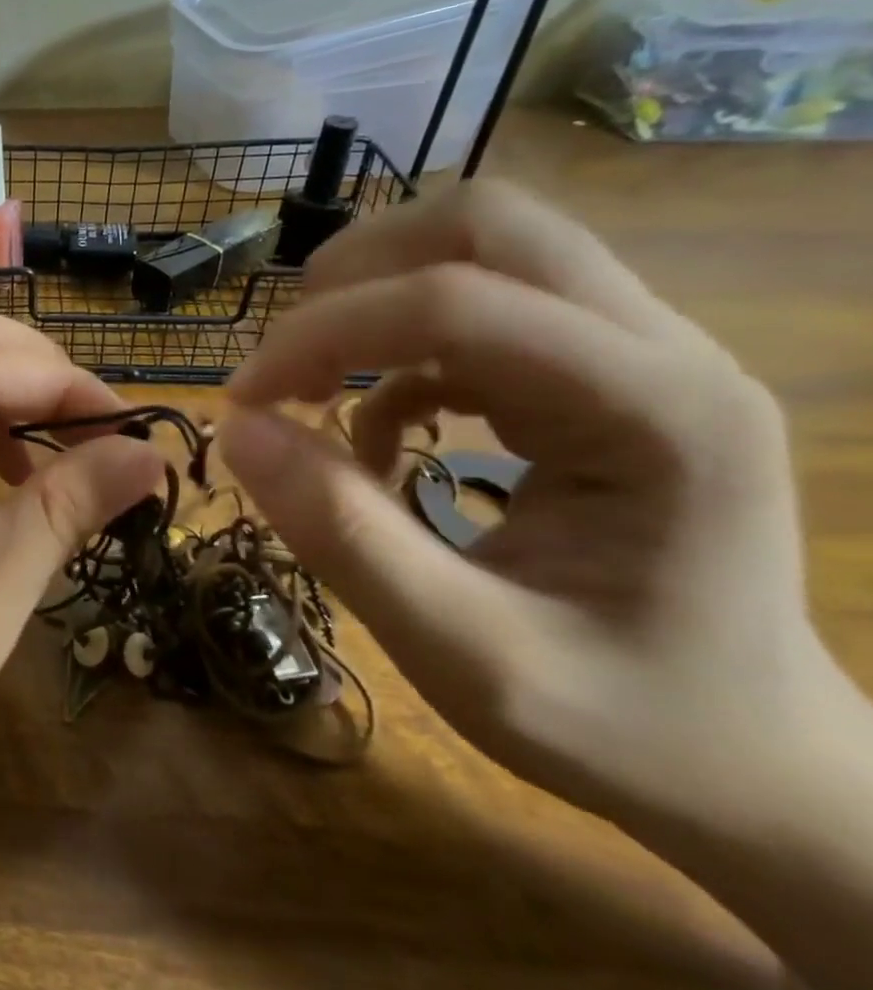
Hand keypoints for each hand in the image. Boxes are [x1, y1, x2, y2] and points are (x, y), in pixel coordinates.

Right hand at [213, 182, 853, 832]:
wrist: (754, 765)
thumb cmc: (624, 725)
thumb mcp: (465, 657)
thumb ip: (343, 537)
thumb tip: (236, 430)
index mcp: (657, 413)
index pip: (457, 304)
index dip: (323, 336)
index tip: (243, 401)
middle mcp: (663, 350)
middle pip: (486, 223)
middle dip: (355, 273)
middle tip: (284, 358)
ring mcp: (639, 352)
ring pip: (482, 245)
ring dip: (372, 293)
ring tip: (313, 379)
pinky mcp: (602, 373)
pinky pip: (480, 305)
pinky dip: (398, 345)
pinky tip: (377, 424)